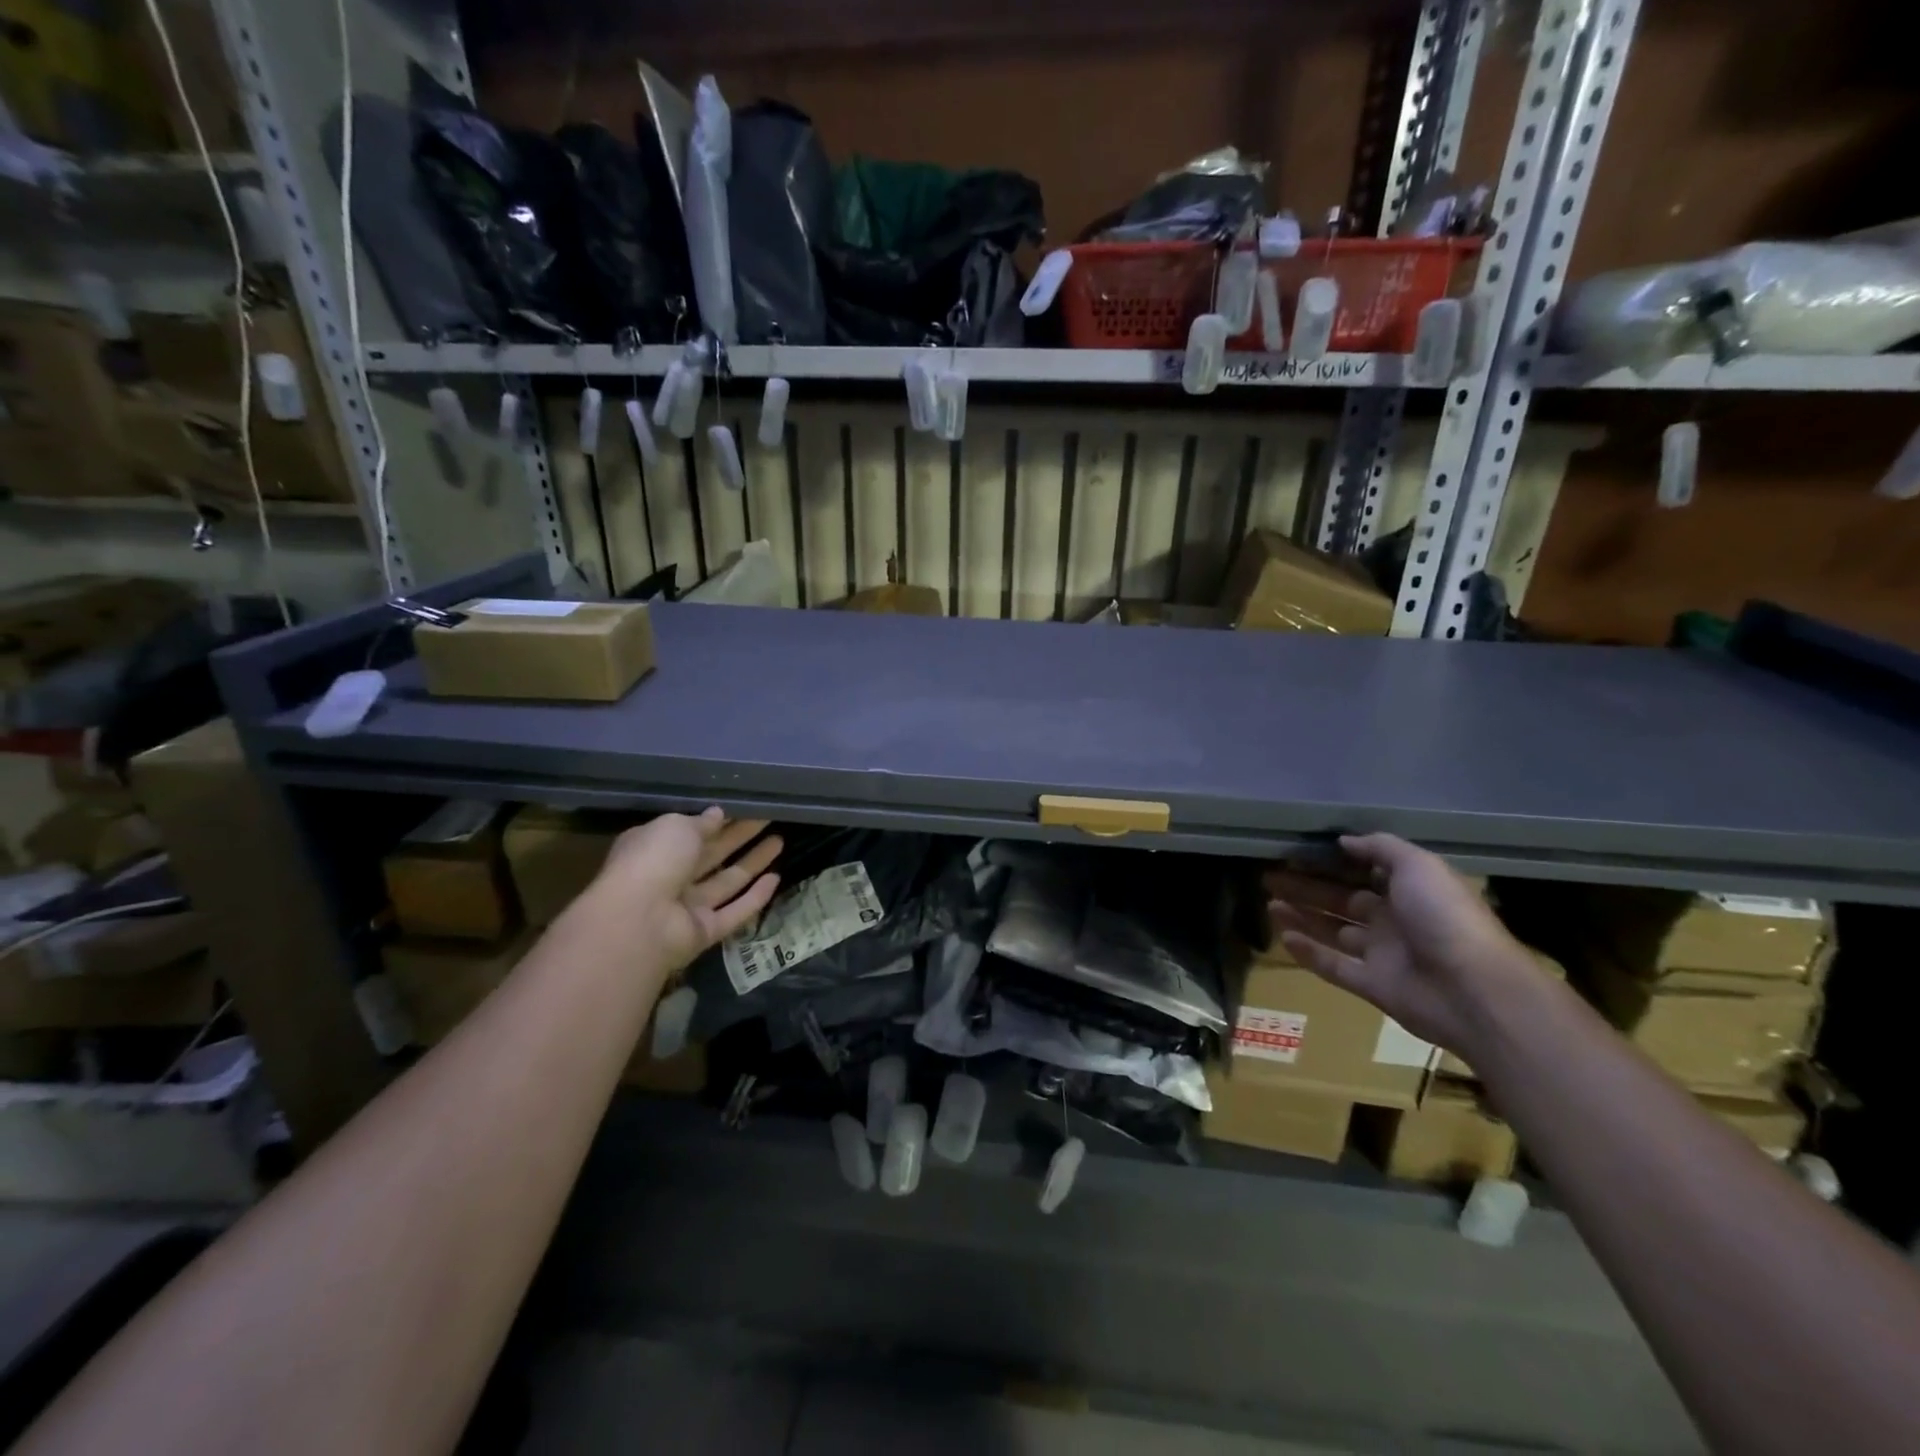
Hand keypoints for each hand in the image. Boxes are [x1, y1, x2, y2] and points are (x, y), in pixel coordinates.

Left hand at [591, 809, 781, 972]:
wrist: (638, 921)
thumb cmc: (652, 860)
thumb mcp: (676, 826)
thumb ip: (701, 822)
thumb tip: (719, 813)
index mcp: (655, 848)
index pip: (691, 832)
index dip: (719, 821)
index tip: (746, 808)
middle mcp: (671, 877)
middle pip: (713, 855)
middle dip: (741, 836)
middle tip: (770, 819)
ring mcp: (688, 907)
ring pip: (727, 881)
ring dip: (753, 862)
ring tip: (780, 841)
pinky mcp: (705, 931)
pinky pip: (735, 912)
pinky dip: (755, 897)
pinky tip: (776, 878)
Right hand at [1265, 833, 1534, 1059]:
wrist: (1473, 990)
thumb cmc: (1445, 917)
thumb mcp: (1418, 866)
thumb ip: (1380, 848)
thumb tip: (1343, 841)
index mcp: (1410, 891)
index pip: (1365, 873)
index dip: (1333, 862)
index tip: (1298, 852)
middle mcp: (1395, 921)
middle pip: (1342, 901)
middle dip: (1307, 888)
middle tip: (1269, 876)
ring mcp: (1383, 955)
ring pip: (1333, 932)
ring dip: (1302, 917)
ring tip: (1268, 903)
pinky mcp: (1373, 985)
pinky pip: (1334, 967)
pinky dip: (1309, 953)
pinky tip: (1283, 936)